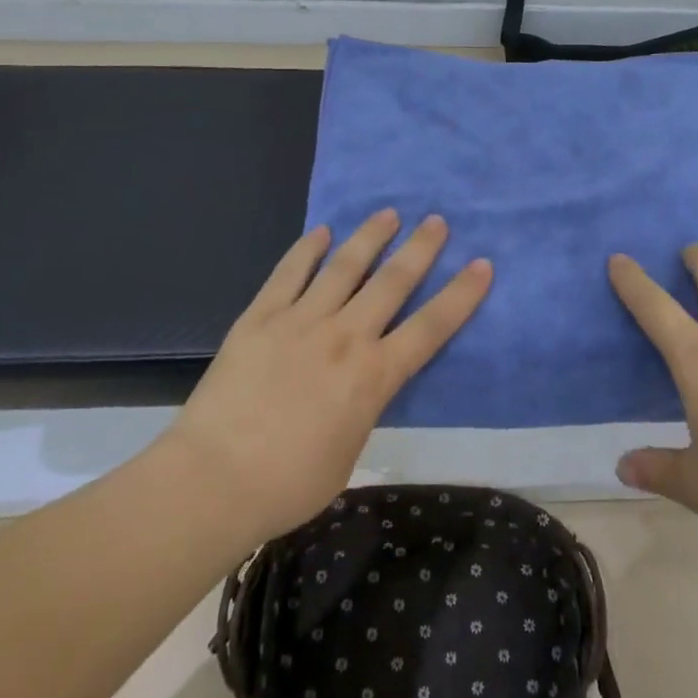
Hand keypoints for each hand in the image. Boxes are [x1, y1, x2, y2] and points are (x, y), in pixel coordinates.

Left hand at [168, 209, 492, 543]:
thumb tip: (362, 386)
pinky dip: (306, 249)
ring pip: (344, 267)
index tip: (482, 265)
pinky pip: (289, 274)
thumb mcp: (349, 452)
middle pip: (392, 283)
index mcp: (374, 376)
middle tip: (437, 221)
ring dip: (370, 237)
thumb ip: (363, 408)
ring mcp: (300, 321)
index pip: (431, 327)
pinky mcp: (260, 318)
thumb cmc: (290, 483)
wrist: (215, 480)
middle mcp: (345, 337)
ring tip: (388, 213)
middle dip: (420, 249)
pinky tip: (320, 231)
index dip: (461, 295)